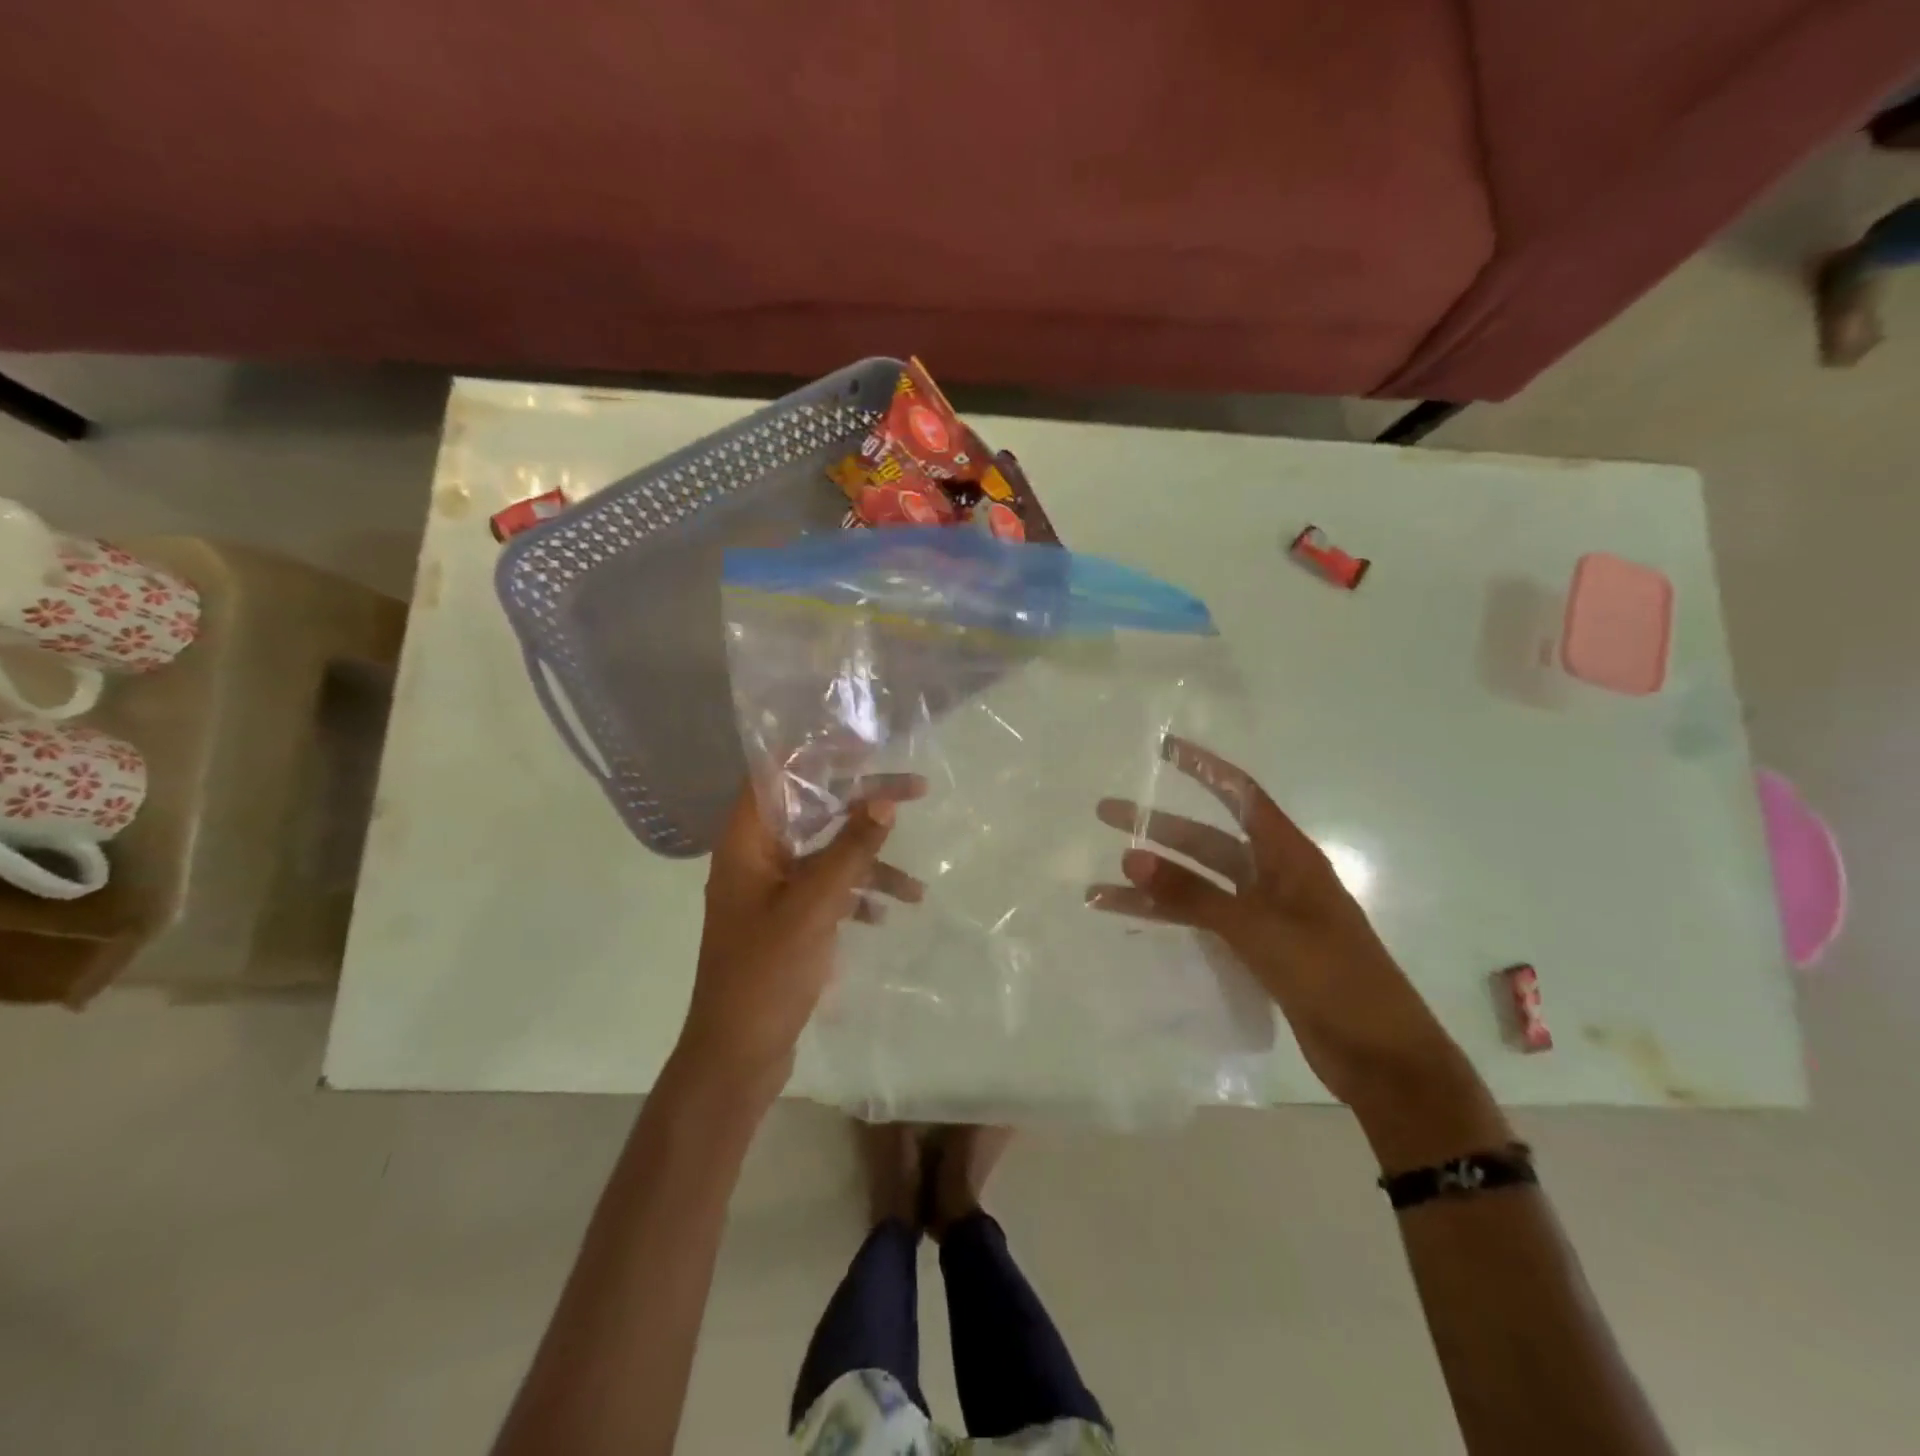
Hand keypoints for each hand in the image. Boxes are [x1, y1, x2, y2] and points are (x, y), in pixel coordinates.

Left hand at [675, 776, 926, 1095]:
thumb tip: (884, 800)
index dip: (819, 753)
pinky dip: (857, 896)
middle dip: (864, 805)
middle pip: (813, 811)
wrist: (737, 1056)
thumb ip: (850, 851)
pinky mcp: (786, 920)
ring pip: (826, 854)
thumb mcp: (814, 906)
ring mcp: (770, 891)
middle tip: (916, 793)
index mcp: (746, 842)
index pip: (778, 774)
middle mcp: (755, 858)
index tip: (868, 748)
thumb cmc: (766, 973)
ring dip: (869, 863)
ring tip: (918, 888)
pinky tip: (888, 914)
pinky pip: (826, 890)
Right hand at [1088, 736, 1460, 1110]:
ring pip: (1196, 886)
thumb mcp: (1260, 930)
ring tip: (1095, 886)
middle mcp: (1273, 877)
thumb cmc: (1333, 978)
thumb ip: (1193, 894)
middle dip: (1156, 827)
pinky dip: (1168, 919)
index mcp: (1289, 857)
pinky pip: (1201, 922)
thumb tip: (1130, 856)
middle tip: (1105, 813)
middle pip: (1205, 840)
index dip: (1203, 768)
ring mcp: (1263, 916)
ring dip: (1151, 883)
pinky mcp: (1255, 951)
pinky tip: (1132, 920)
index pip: (1240, 795)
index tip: (1163, 748)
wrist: (1383, 1058)